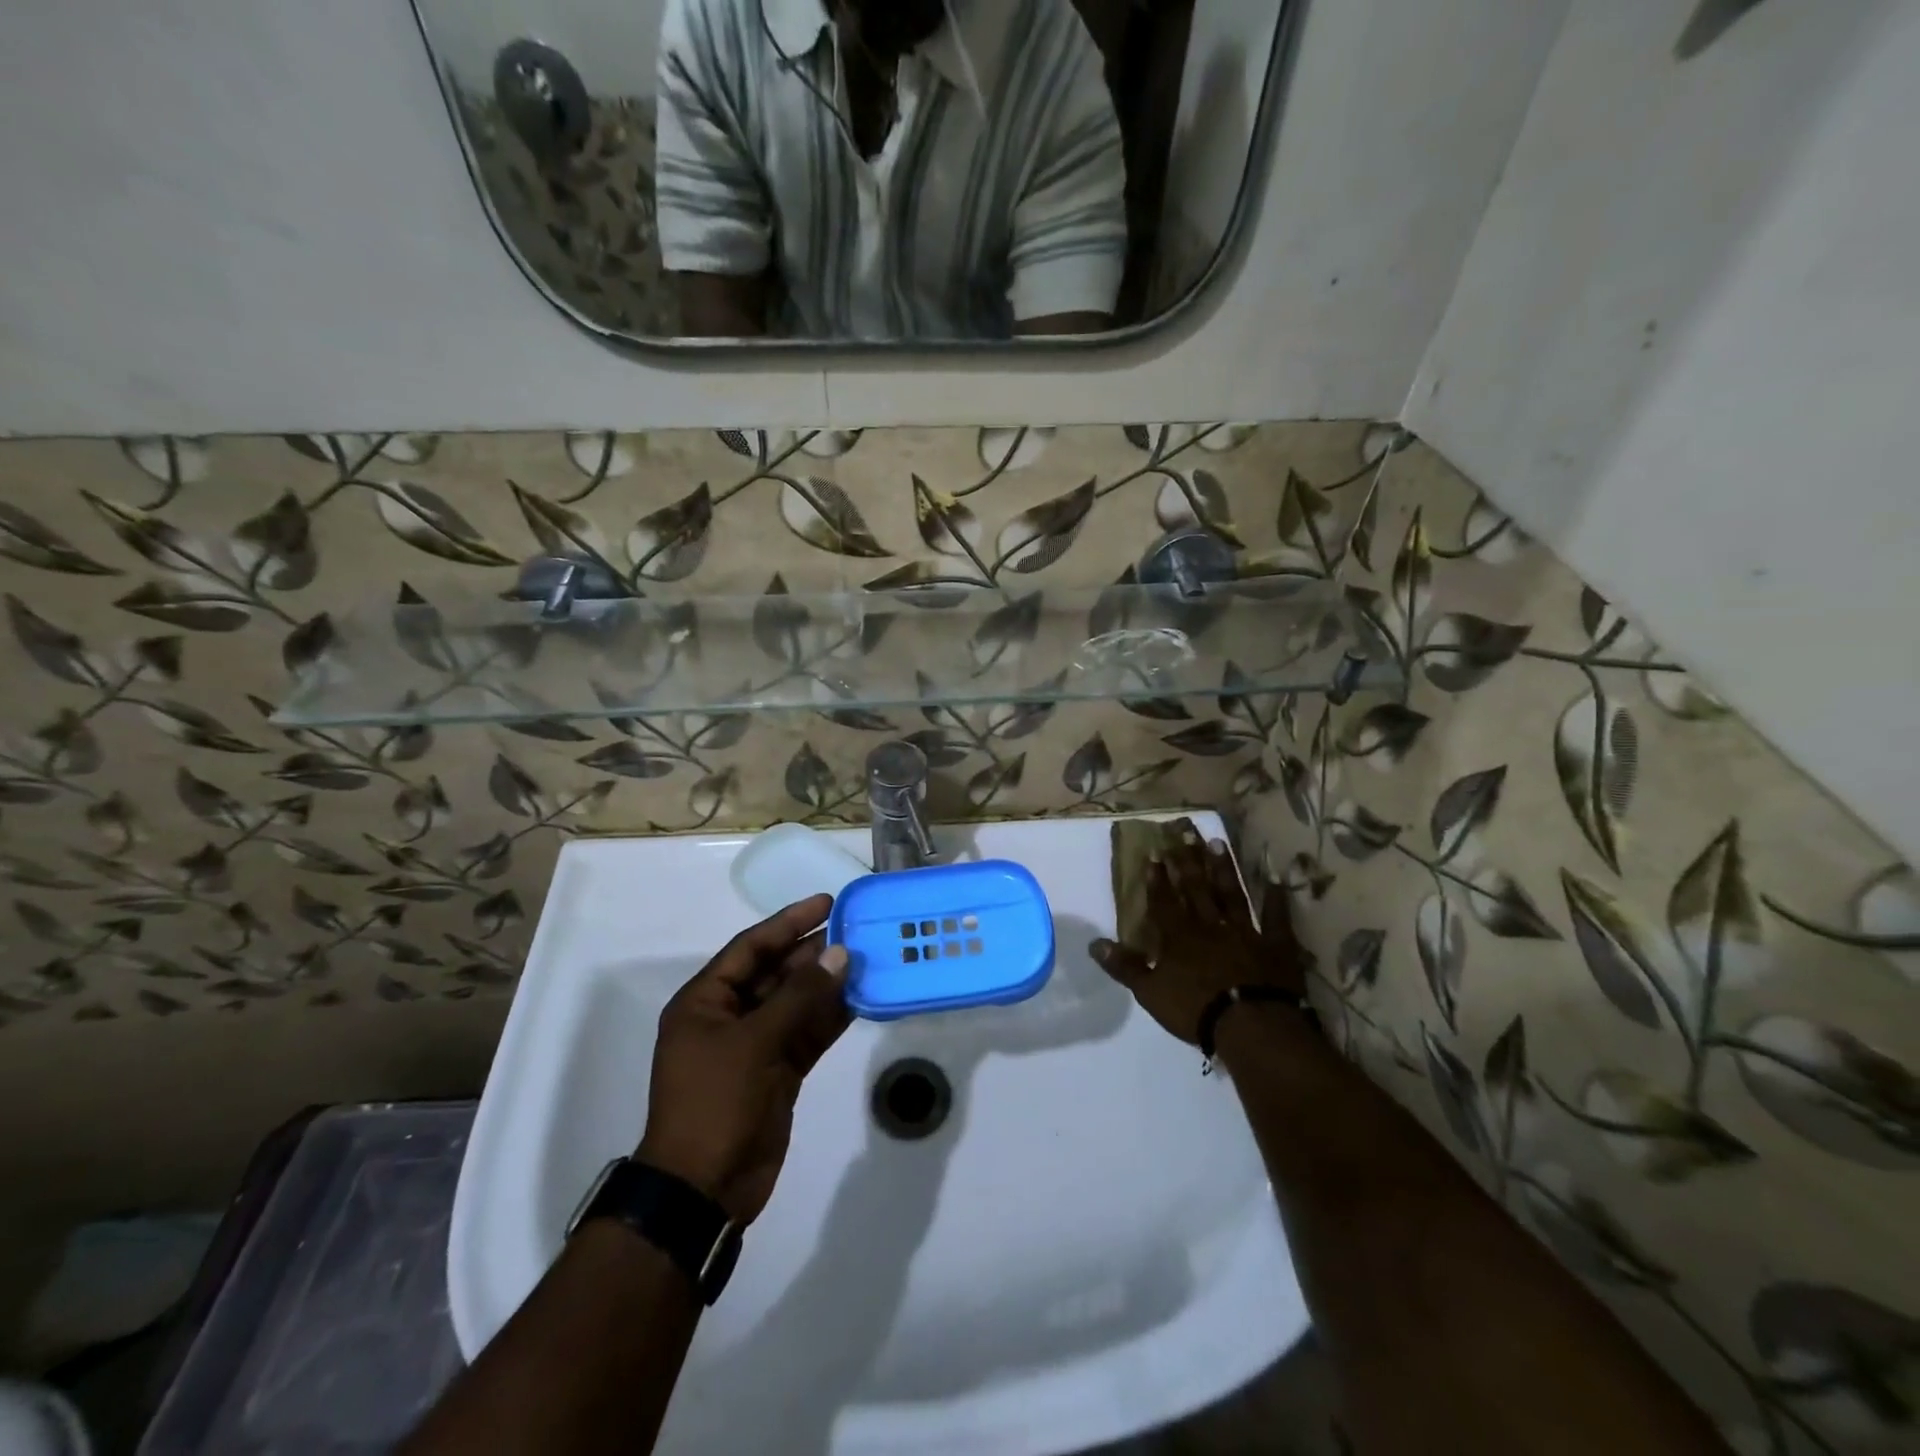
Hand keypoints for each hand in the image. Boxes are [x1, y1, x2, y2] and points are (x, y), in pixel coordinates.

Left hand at [637, 894, 851, 1223]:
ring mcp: (755, 1046)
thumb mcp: (755, 1042)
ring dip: (828, 983)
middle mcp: (729, 1017)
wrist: (704, 1189)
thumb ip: (800, 996)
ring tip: (867, 958)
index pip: (751, 947)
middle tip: (857, 931)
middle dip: (814, 952)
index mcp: (706, 1001)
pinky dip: (832, 1018)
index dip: (788, 922)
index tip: (827, 903)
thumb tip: (839, 954)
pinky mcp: (778, 1073)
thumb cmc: (716, 1102)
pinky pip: (808, 1034)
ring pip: (796, 1003)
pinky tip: (862, 999)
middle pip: (776, 972)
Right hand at [1090, 825, 1310, 1043]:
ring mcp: (1245, 932)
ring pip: (1231, 893)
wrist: (1252, 1025)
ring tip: (1218, 842)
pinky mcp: (1275, 945)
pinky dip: (1276, 899)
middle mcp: (1210, 925)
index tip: (1154, 853)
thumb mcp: (1150, 993)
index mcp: (1179, 937)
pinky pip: (1276, 918)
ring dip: (1224, 868)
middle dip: (1188, 860)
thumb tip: (1094, 944)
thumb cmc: (1196, 1009)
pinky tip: (1276, 879)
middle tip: (1184, 830)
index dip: (1157, 878)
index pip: (1164, 902)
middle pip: (1196, 888)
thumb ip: (1125, 966)